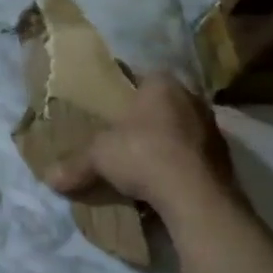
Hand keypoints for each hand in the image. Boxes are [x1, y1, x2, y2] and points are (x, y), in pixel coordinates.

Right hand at [48, 72, 238, 216]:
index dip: (123, 92)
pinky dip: (179, 163)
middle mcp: (191, 97)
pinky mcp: (223, 156)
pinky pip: (192, 154)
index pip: (140, 77)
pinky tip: (164, 180)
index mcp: (162, 83)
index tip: (109, 109)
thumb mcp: (99, 156)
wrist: (196, 196)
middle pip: (161, 103)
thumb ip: (75, 164)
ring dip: (164, 141)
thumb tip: (49, 178)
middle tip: (122, 136)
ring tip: (142, 161)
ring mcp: (212, 126)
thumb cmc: (144, 155)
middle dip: (144, 118)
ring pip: (180, 128)